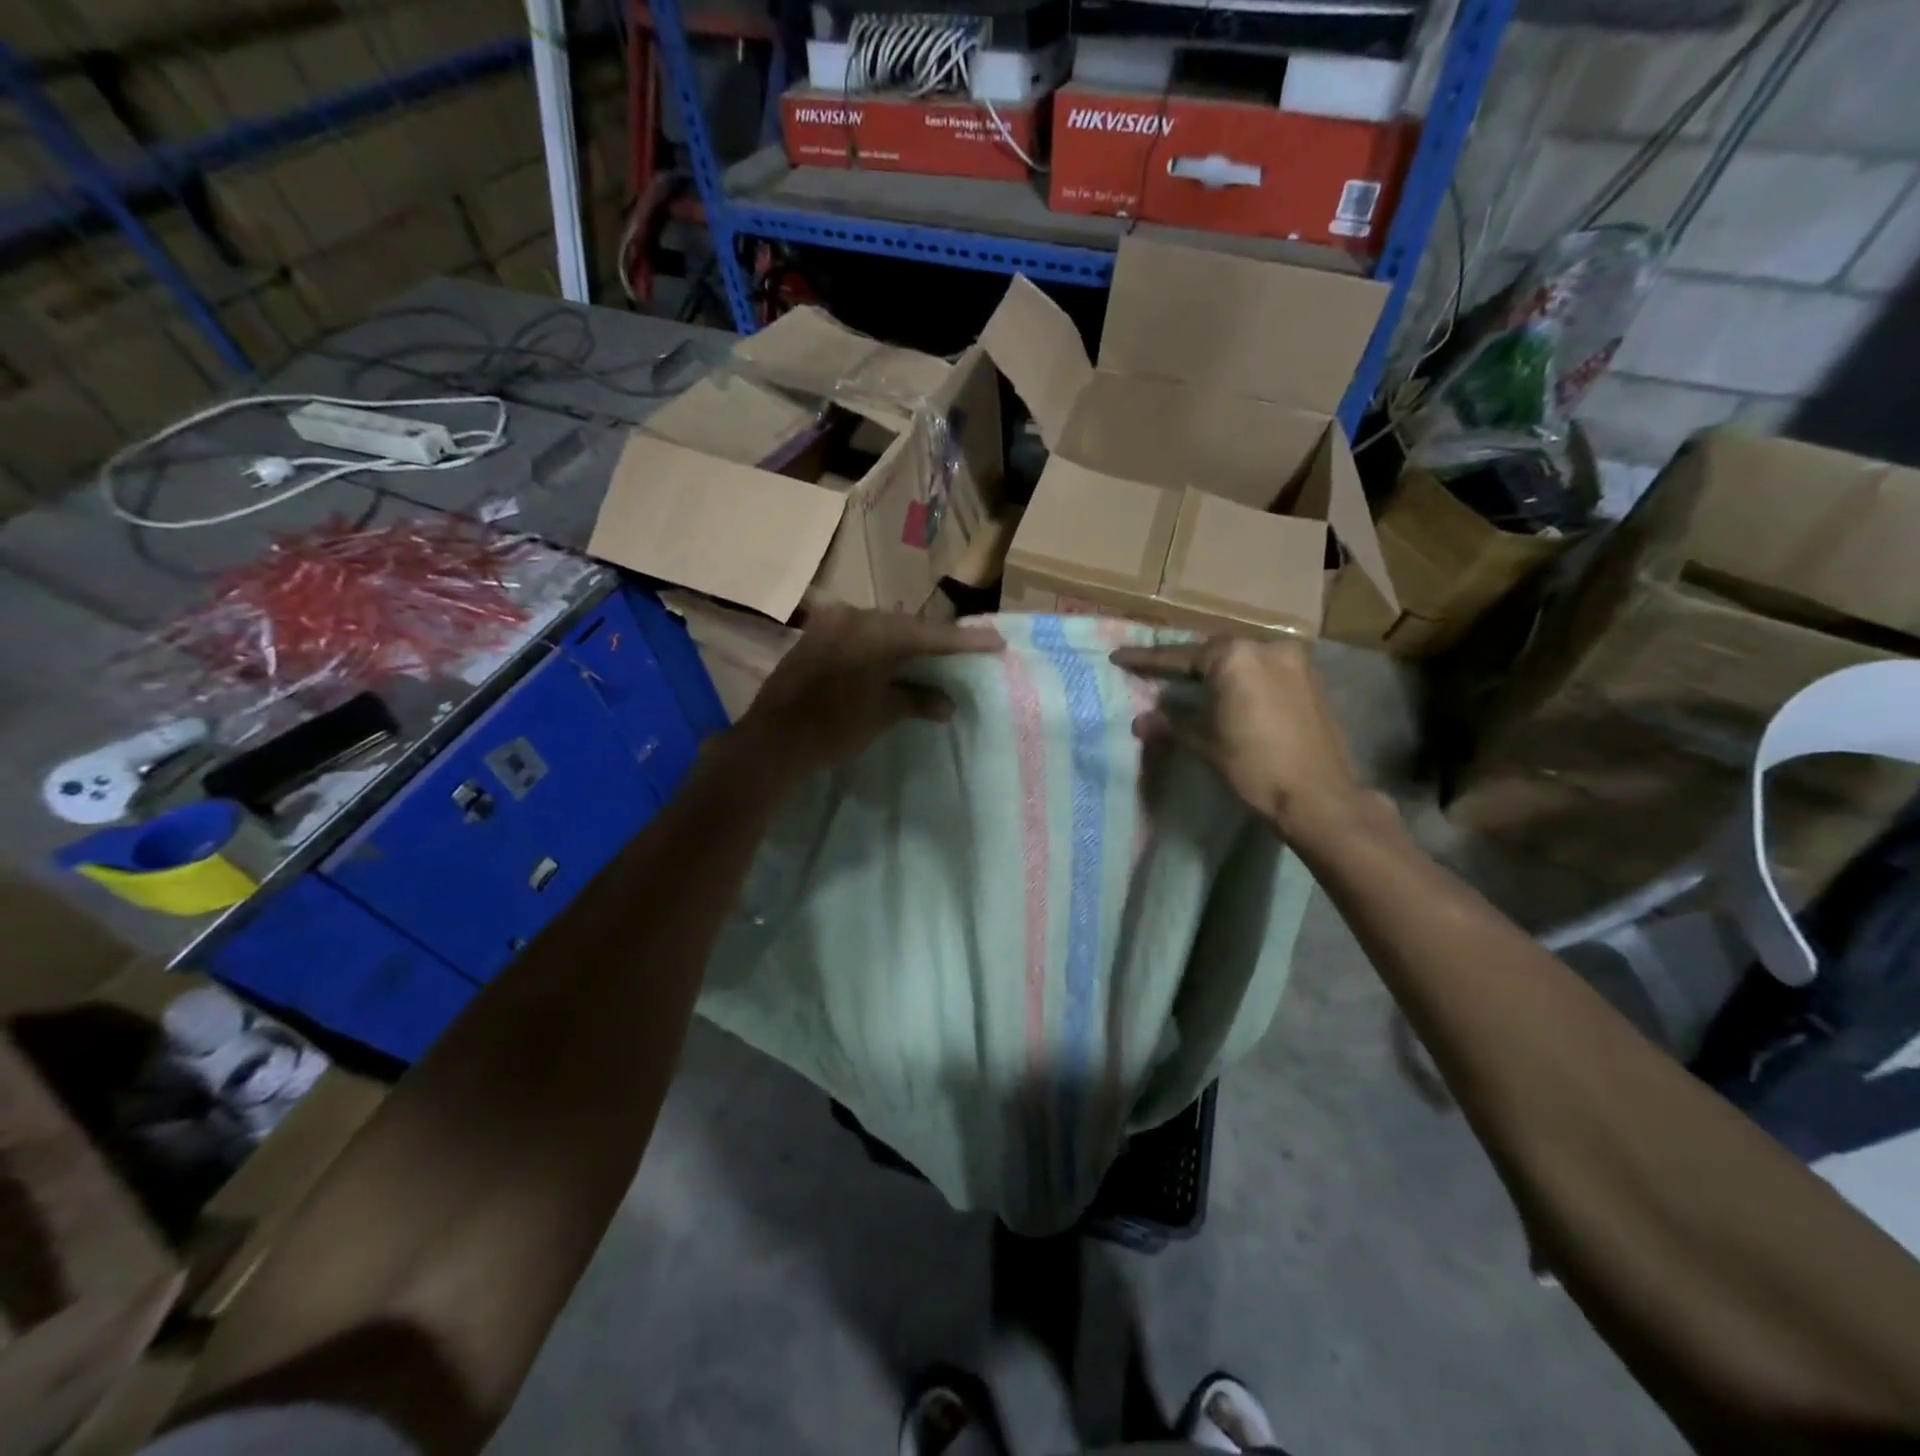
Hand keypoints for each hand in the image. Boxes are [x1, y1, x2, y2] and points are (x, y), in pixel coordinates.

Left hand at [734, 603, 1002, 778]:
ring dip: (906, 644)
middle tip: (963, 650)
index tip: (996, 642)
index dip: (965, 641)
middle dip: (934, 641)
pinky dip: (880, 648)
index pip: (931, 635)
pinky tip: (893, 662)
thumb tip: (946, 704)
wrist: (772, 741)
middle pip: (906, 626)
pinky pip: (860, 636)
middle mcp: (854, 617)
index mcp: (876, 633)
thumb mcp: (881, 714)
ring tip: (932, 657)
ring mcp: (830, 625)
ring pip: (881, 629)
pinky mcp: (815, 637)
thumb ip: (916, 700)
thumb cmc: (833, 728)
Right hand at [1110, 637, 1370, 839]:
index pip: (1180, 656)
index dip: (1147, 659)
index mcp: (1235, 658)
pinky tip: (1230, 694)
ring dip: (1215, 670)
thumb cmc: (1254, 767)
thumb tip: (1141, 721)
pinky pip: (1265, 670)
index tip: (1119, 657)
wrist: (1318, 797)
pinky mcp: (1311, 681)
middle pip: (1213, 651)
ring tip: (1190, 683)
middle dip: (1183, 662)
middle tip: (1155, 671)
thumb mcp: (1205, 744)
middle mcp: (1267, 648)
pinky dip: (1243, 679)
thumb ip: (1172, 724)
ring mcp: (1294, 662)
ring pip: (1242, 659)